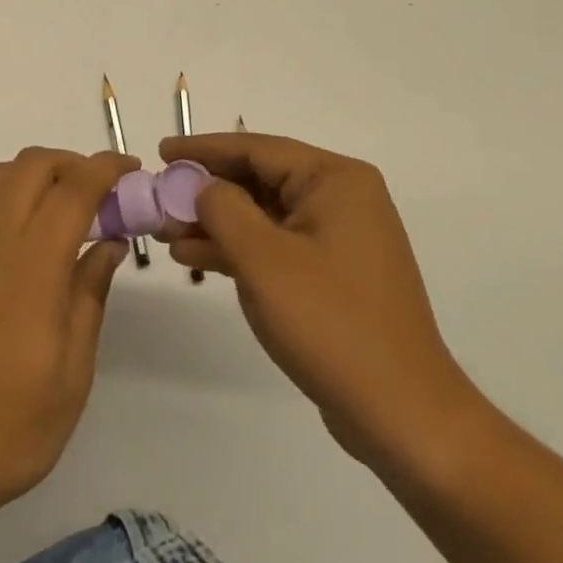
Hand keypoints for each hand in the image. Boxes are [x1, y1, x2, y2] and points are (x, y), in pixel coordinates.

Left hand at [0, 147, 136, 512]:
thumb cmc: (12, 424)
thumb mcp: (73, 370)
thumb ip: (90, 295)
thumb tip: (109, 243)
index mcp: (33, 265)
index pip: (73, 189)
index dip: (105, 168)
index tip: (132, 170)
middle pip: (30, 165)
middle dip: (71, 162)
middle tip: (103, 192)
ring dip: (34, 172)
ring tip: (64, 205)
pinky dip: (2, 193)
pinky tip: (20, 229)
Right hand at [158, 132, 483, 475]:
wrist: (402, 414)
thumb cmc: (330, 322)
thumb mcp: (263, 258)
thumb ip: (222, 208)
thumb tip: (201, 186)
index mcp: (334, 180)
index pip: (256, 148)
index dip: (203, 149)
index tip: (161, 152)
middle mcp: (342, 198)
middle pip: (259, 179)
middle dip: (206, 190)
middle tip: (159, 198)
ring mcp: (340, 237)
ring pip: (264, 214)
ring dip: (216, 222)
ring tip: (166, 233)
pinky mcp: (333, 273)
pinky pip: (276, 244)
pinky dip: (238, 248)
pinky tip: (196, 258)